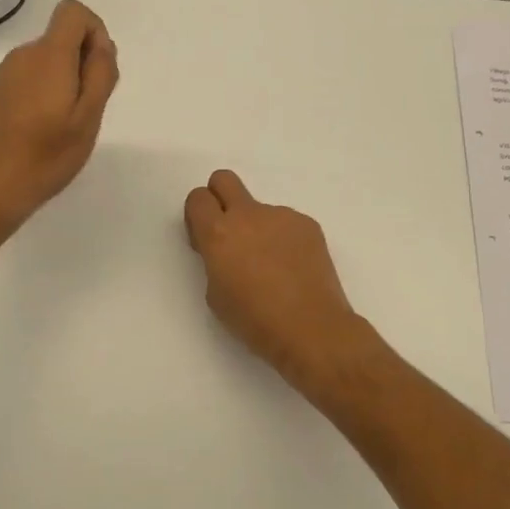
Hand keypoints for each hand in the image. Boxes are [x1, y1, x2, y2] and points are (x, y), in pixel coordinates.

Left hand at [0, 0, 118, 236]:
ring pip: (42, 61)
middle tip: (83, 111)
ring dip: (59, 81)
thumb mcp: (88, 118)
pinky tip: (34, 130)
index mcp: (48, 56)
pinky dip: (37, 93)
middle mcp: (21, 56)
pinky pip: (23, 78)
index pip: (73, 11)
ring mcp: (0, 74)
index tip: (97, 70)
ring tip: (58, 126)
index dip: (94, 31)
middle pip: (59, 39)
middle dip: (79, 64)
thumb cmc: (46, 156)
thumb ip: (100, 73)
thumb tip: (102, 44)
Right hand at [183, 171, 394, 406]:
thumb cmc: (255, 321)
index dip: (198, 216)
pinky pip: (286, 224)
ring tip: (273, 268)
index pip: (197, 198)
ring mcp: (281, 216)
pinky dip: (284, 240)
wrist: (312, 329)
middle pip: (224, 179)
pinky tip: (294, 270)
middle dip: (220, 198)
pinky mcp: (307, 224)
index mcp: (219, 233)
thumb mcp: (215, 295)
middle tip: (229, 234)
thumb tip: (226, 251)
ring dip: (258, 229)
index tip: (204, 240)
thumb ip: (214, 261)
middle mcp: (248, 215)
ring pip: (260, 210)